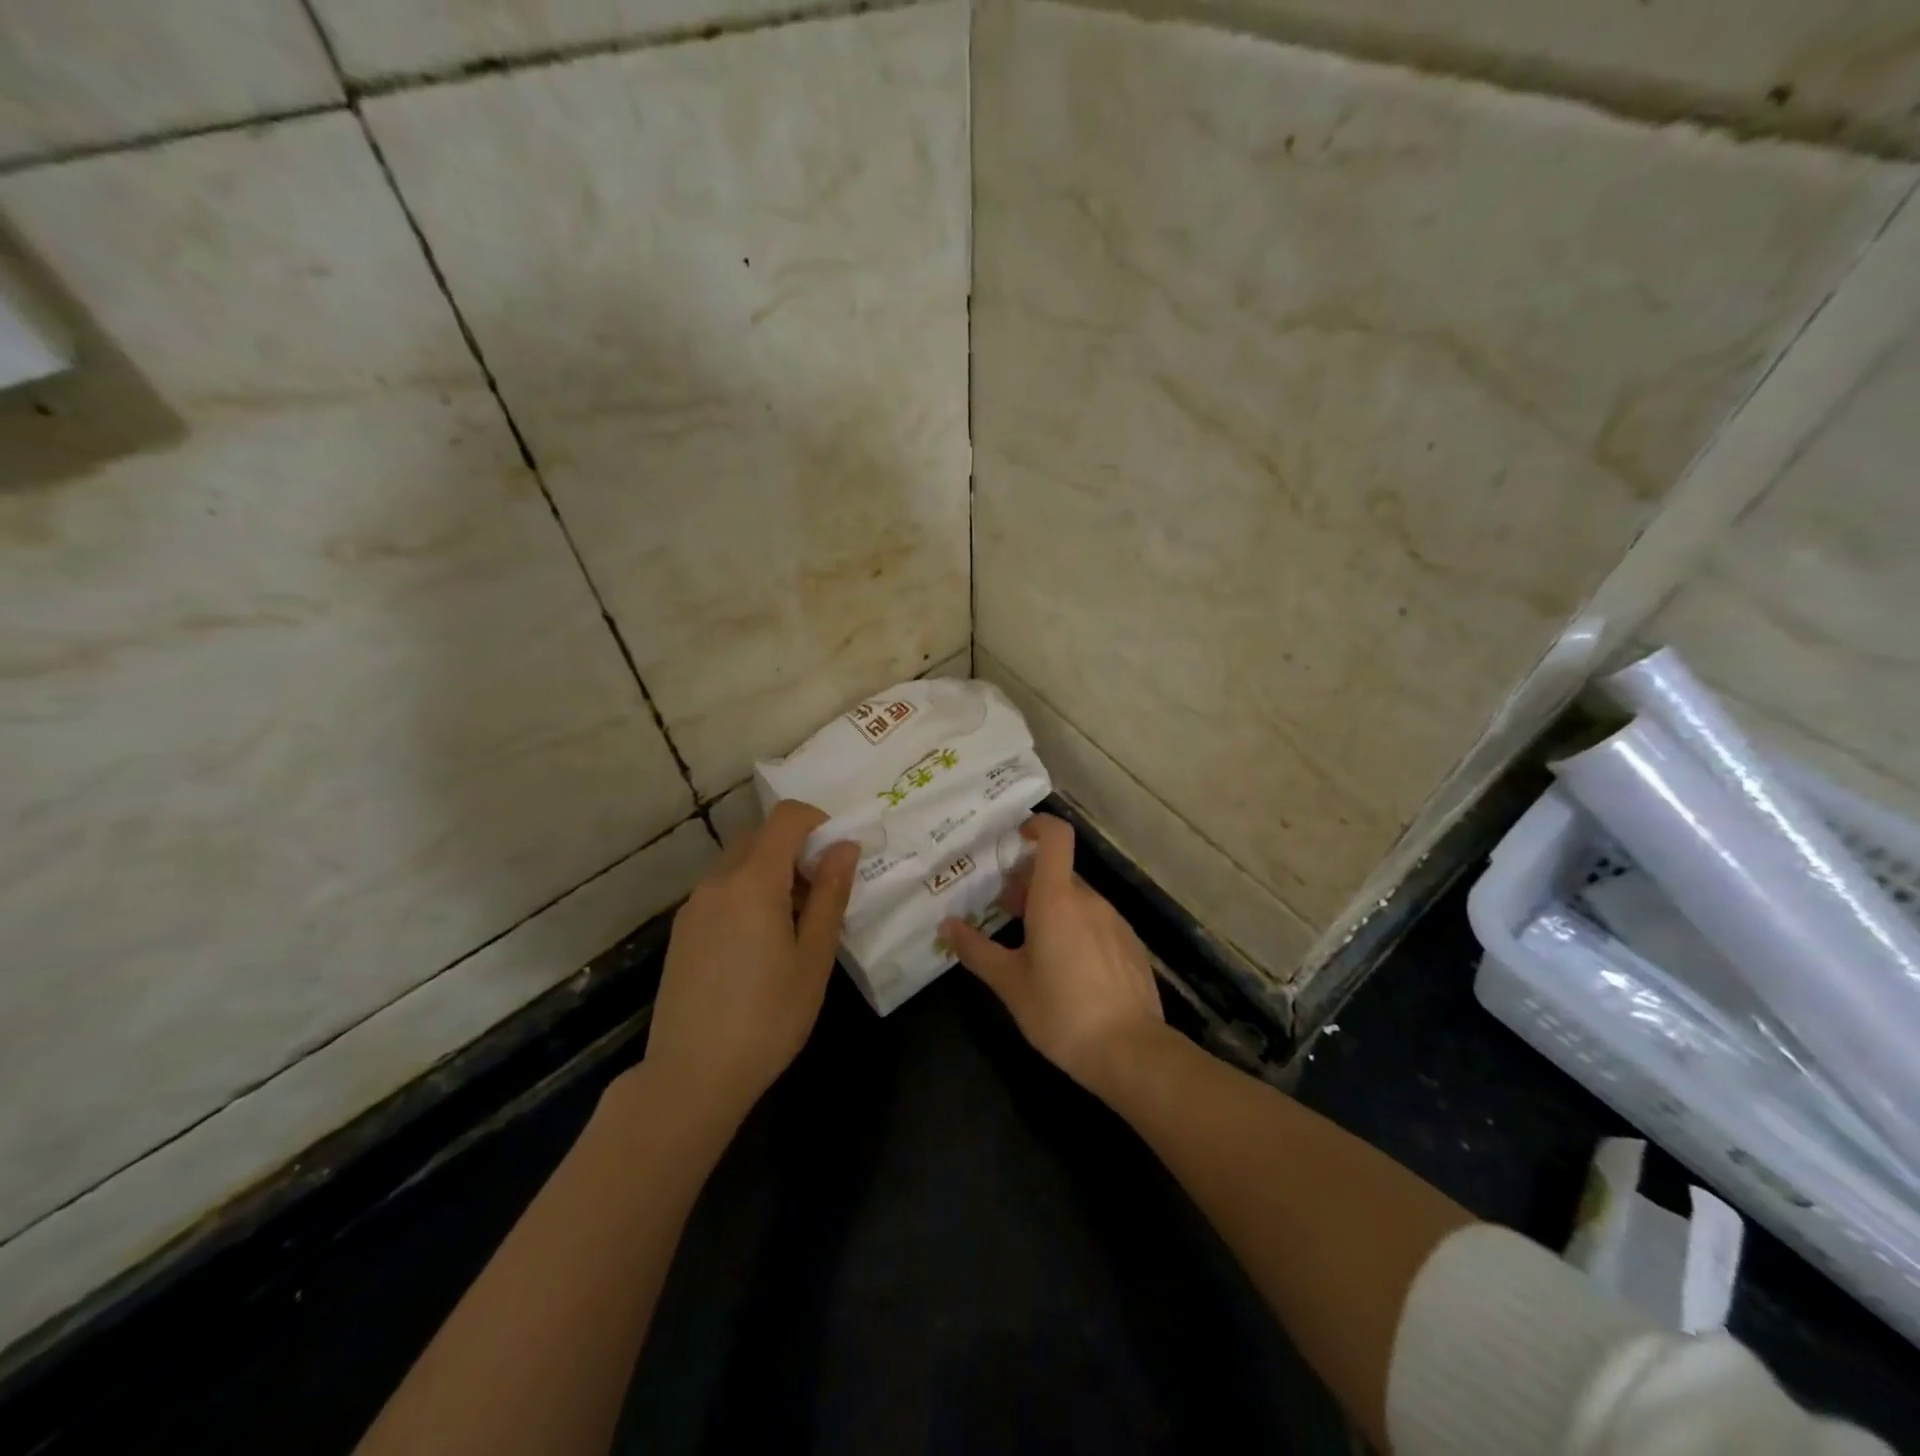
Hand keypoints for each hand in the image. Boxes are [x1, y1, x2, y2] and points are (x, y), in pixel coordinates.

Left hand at [643, 800, 858, 1132]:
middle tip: (822, 893)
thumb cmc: (768, 1018)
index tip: (838, 854)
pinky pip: (721, 890)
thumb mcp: (814, 957)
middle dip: (796, 849)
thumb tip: (845, 847)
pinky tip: (760, 944)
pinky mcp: (682, 931)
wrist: (691, 1077)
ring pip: (738, 863)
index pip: (785, 817)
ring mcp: (693, 906)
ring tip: (794, 923)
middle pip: (760, 837)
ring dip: (771, 872)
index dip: (817, 821)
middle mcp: (717, 882)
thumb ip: (831, 895)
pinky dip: (747, 893)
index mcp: (754, 881)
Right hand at [941, 814, 1164, 1095]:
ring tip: (1031, 943)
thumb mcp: (1009, 983)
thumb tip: (946, 925)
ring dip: (1052, 907)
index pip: (1056, 836)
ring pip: (1077, 899)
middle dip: (1029, 883)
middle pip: (1058, 872)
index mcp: (1057, 899)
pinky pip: (1097, 922)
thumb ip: (976, 950)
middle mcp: (1089, 900)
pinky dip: (1077, 928)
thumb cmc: (1061, 1012)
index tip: (1014, 839)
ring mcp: (1115, 921)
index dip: (1037, 826)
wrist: (1131, 1052)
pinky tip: (1067, 968)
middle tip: (1002, 908)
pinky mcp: (1131, 946)